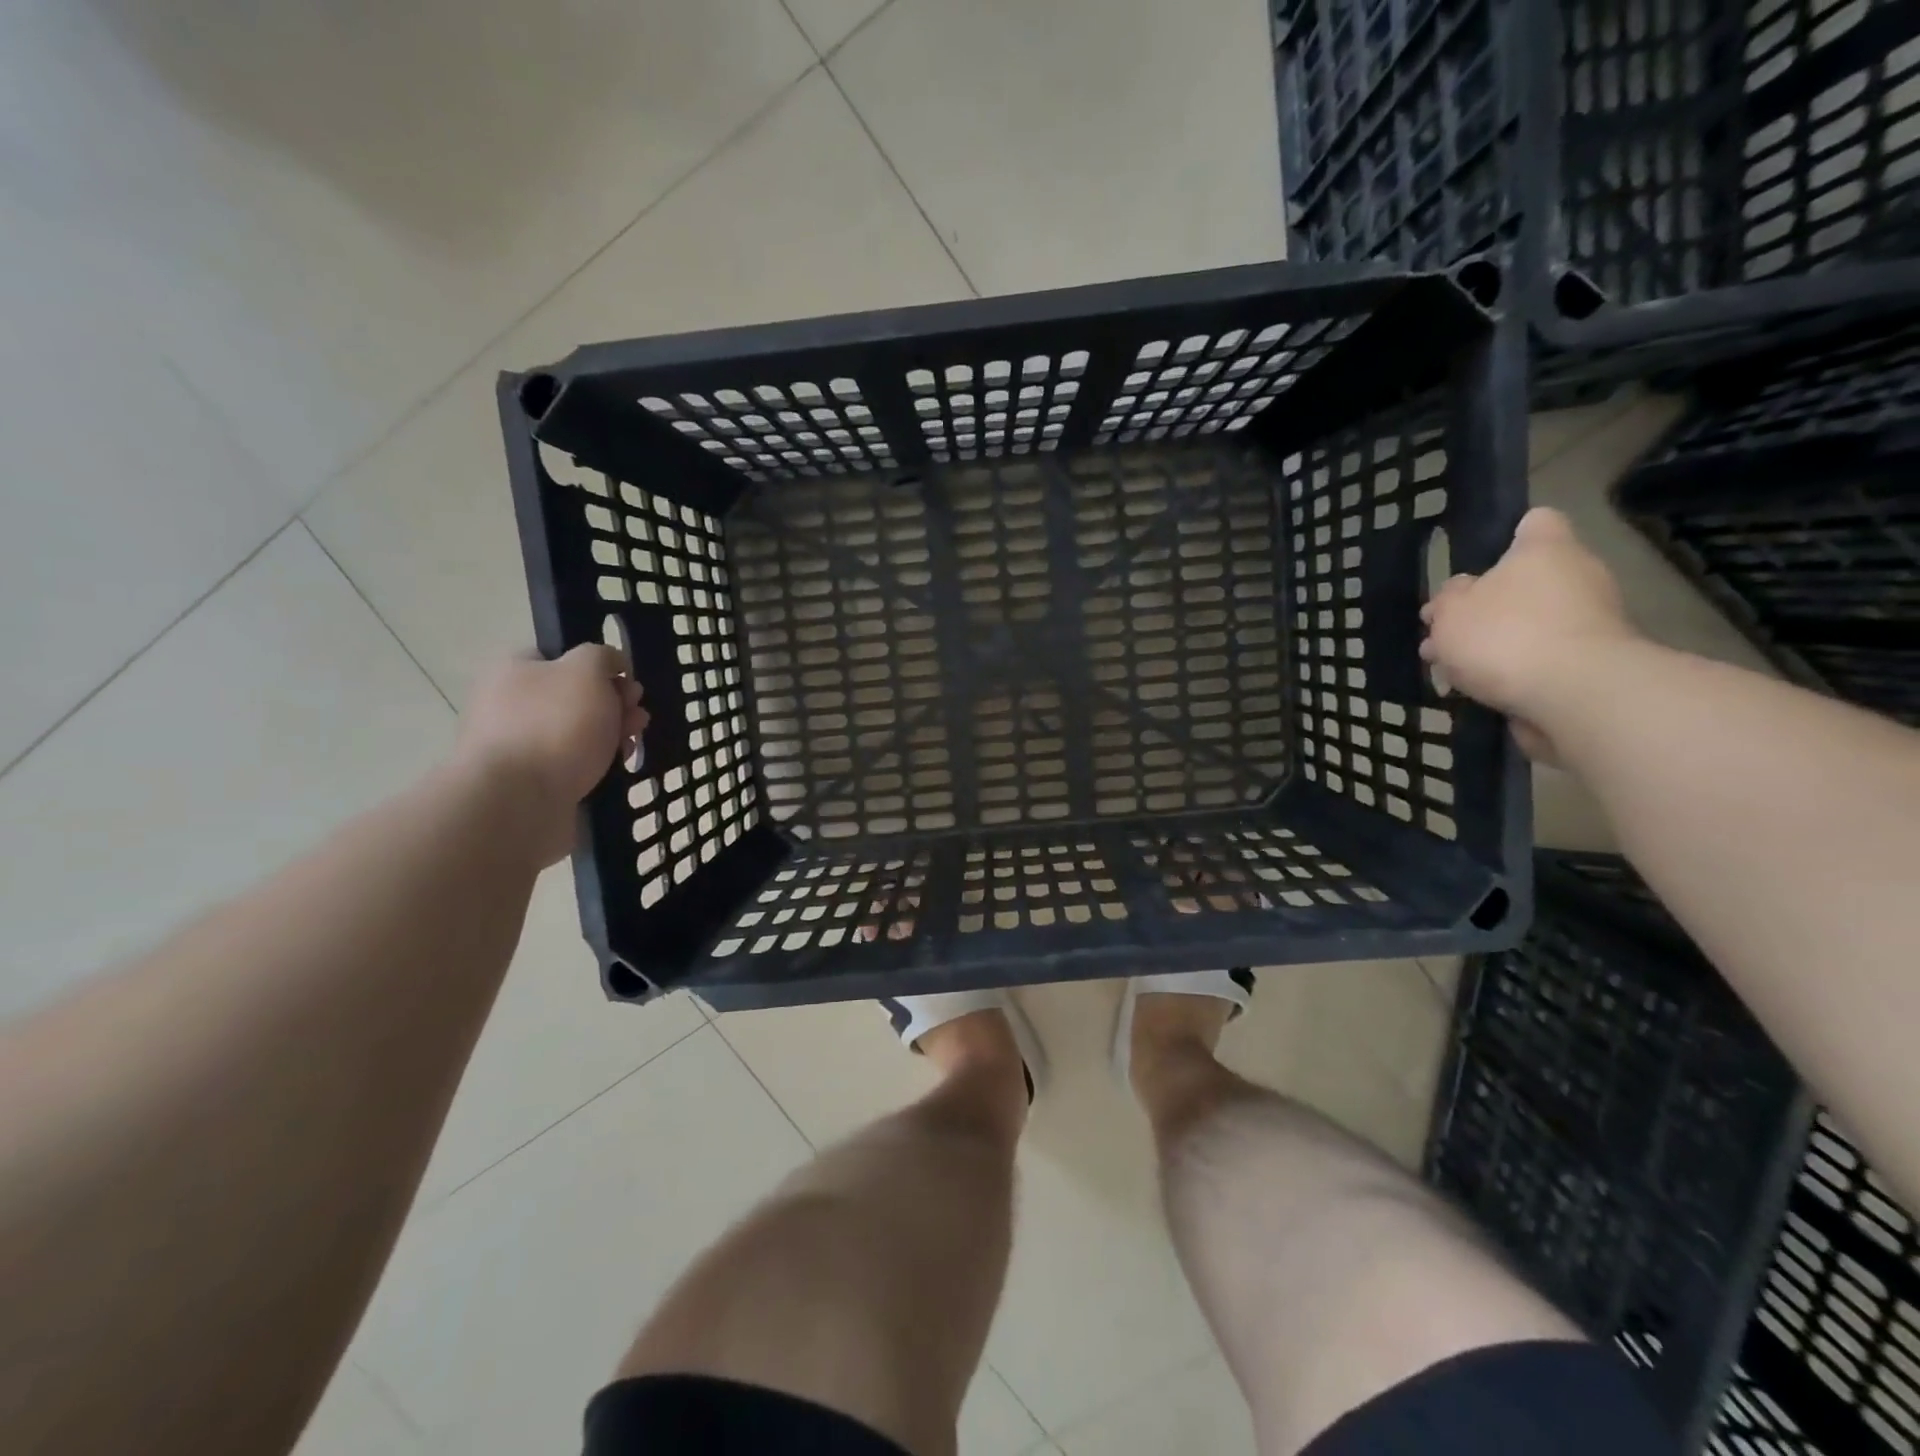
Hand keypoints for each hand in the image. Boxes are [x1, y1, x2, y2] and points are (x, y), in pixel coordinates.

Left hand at [453, 646, 647, 863]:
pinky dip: (596, 765)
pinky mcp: (529, 783)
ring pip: (576, 732)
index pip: (561, 657)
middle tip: (637, 717)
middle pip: (573, 697)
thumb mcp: (586, 670)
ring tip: (633, 745)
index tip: (627, 684)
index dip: (600, 668)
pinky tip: (615, 770)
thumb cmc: (555, 725)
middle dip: (613, 704)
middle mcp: (509, 704)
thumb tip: (610, 663)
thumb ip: (602, 657)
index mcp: (513, 670)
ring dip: (610, 735)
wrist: (517, 802)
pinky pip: (571, 765)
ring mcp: (518, 746)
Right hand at [1420, 507, 1638, 761]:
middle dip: (1483, 608)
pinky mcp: (1591, 663)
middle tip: (1443, 634)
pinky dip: (1511, 672)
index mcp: (1546, 550)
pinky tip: (1476, 691)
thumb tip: (1460, 593)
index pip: (1536, 522)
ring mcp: (1590, 621)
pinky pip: (1540, 658)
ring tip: (1448, 671)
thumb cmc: (1505, 635)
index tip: (1479, 562)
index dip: (1507, 535)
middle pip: (1524, 582)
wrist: (1574, 695)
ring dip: (1490, 645)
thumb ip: (1448, 598)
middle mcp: (1578, 576)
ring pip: (1527, 624)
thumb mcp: (1451, 612)